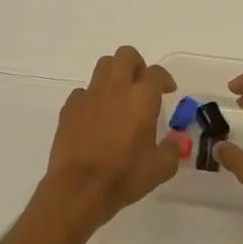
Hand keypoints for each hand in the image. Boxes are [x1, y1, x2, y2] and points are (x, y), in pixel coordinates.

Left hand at [43, 46, 179, 224]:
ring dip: (114, 75)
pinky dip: (92, 98)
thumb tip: (173, 142)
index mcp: (141, 98)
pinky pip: (83, 92)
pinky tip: (95, 117)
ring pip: (102, 67)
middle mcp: (115, 88)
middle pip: (125, 55)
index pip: (156, 72)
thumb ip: (172, 150)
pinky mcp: (69, 108)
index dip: (164, 79)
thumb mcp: (161, 168)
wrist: (79, 188)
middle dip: (137, 64)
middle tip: (141, 85)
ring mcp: (89, 96)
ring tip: (118, 97)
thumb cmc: (124, 176)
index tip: (167, 91)